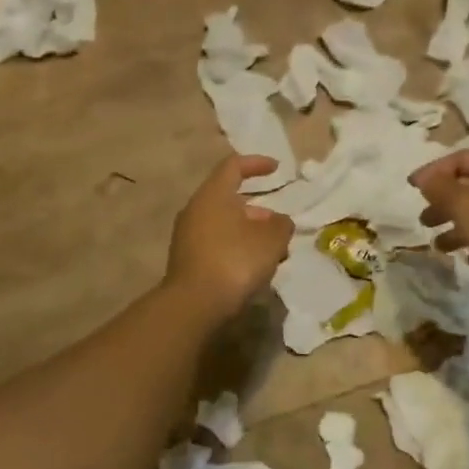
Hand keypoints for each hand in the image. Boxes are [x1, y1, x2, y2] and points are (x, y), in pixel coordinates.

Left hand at [165, 155, 294, 323]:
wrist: (194, 305)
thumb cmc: (235, 261)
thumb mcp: (271, 240)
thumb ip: (281, 225)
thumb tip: (279, 222)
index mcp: (213, 194)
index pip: (233, 166)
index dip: (256, 163)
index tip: (277, 168)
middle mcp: (195, 210)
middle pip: (229, 199)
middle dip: (258, 210)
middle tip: (279, 224)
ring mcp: (187, 237)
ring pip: (224, 225)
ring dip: (250, 233)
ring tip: (274, 252)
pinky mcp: (187, 261)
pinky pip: (217, 245)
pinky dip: (237, 249)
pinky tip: (254, 268)